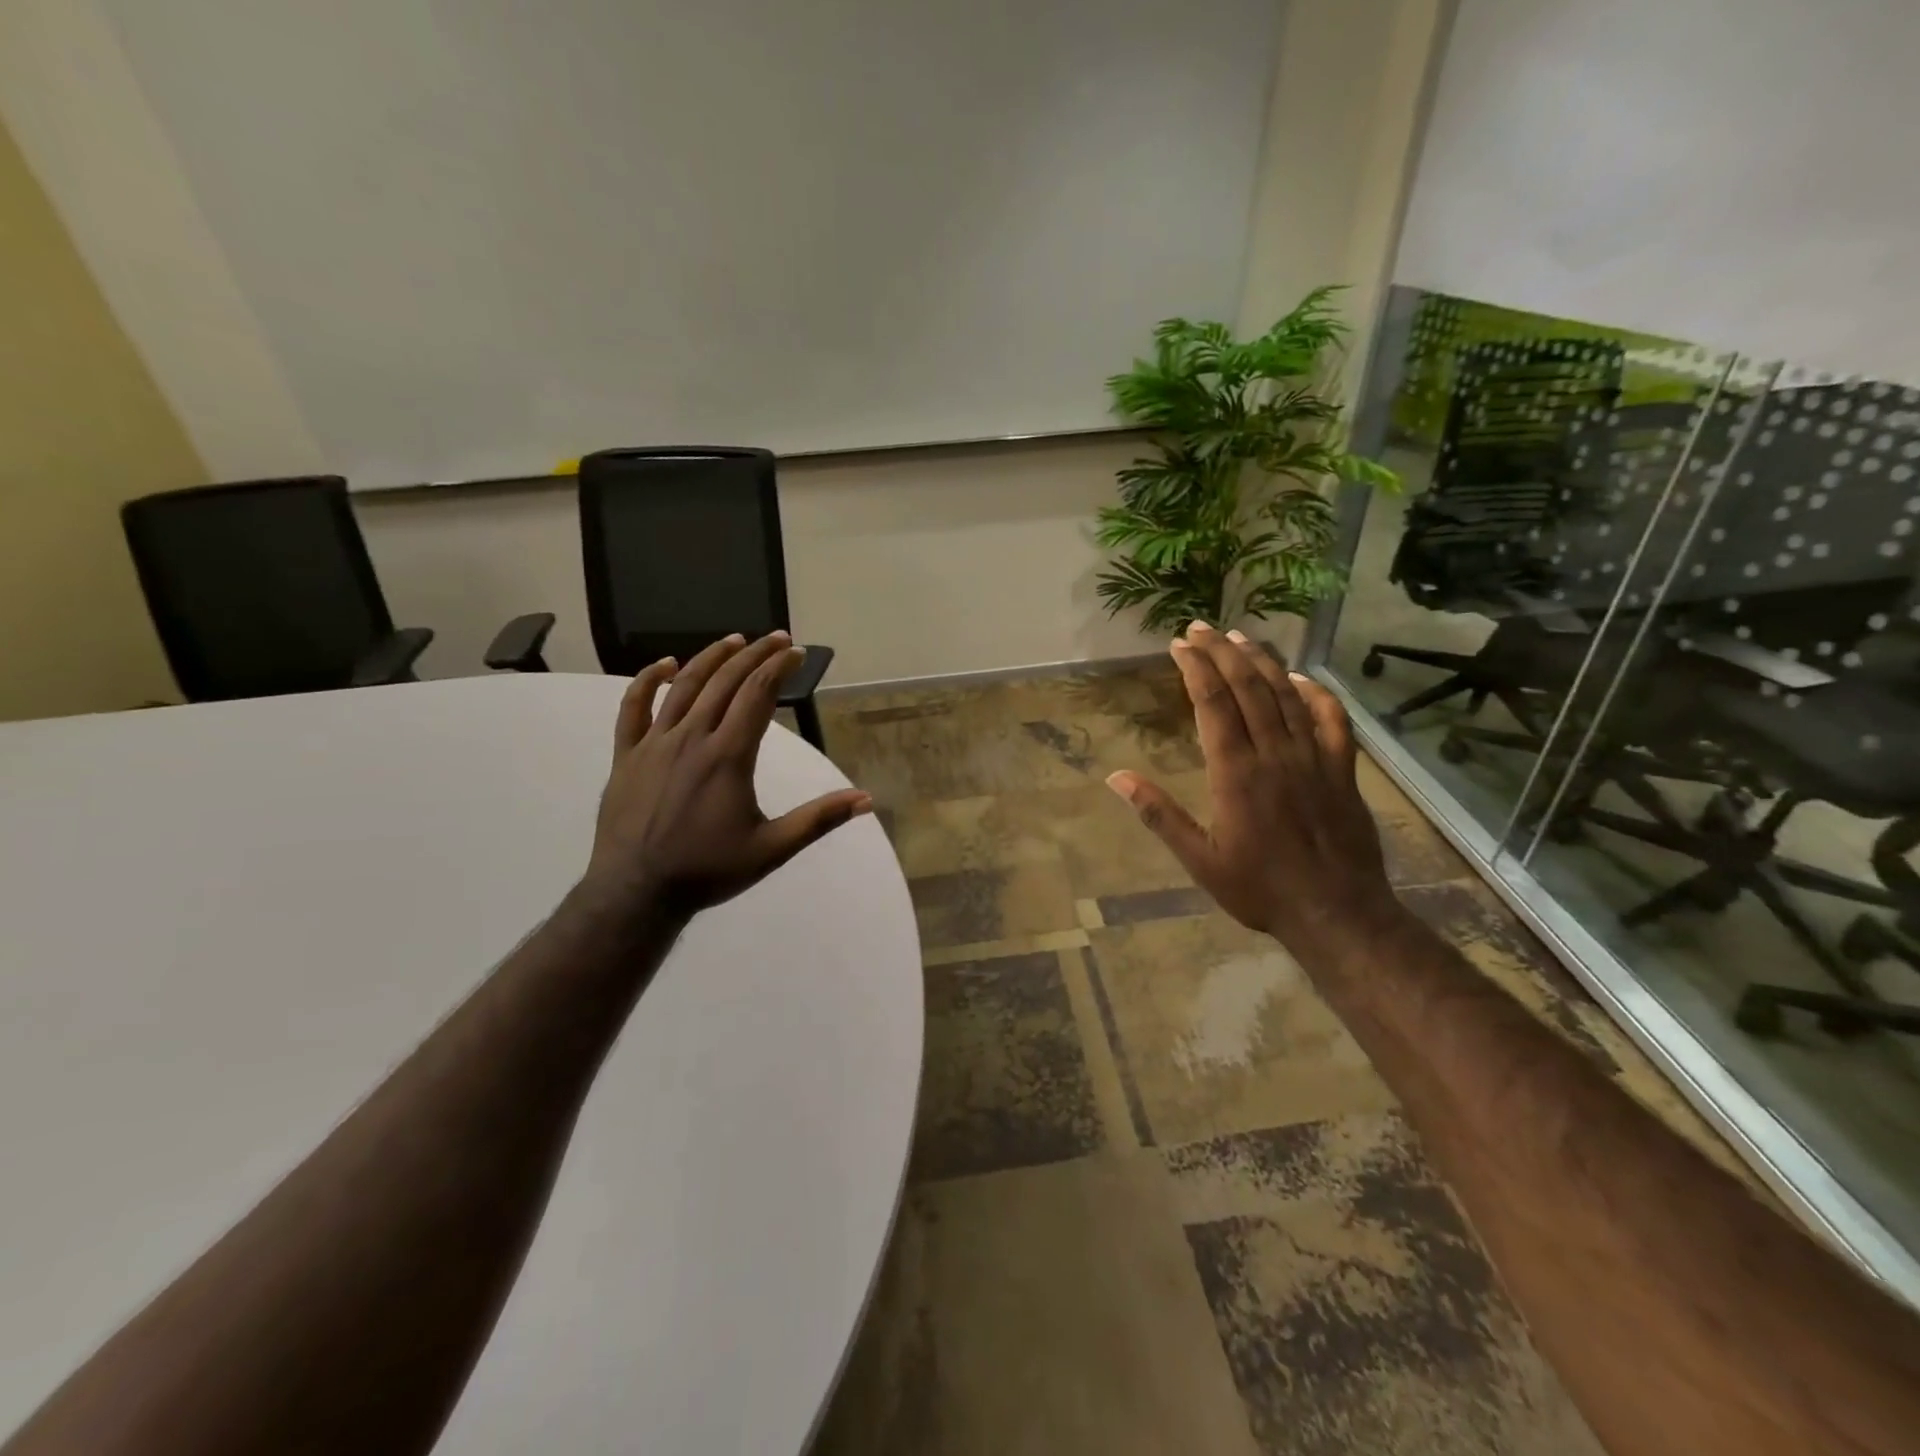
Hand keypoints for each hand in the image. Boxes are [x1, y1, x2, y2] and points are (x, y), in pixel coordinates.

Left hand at [582, 632, 871, 921]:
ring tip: (734, 639)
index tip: (798, 653)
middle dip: (755, 654)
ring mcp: (655, 743)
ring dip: (711, 658)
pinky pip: (633, 708)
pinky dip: (647, 681)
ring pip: (684, 686)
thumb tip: (866, 799)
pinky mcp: (626, 755)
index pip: (758, 694)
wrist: (636, 892)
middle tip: (776, 638)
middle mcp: (692, 738)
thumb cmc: (707, 870)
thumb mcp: (772, 849)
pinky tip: (663, 665)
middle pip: (726, 681)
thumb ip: (818, 819)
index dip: (780, 668)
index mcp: (728, 755)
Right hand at [1107, 622, 1401, 962]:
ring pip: (1286, 695)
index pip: (1212, 704)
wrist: (1336, 913)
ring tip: (1240, 637)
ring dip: (1262, 662)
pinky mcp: (1342, 770)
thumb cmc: (1260, 888)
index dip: (1195, 668)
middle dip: (1222, 652)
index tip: (1179, 644)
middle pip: (1248, 688)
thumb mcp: (1198, 859)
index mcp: (1235, 772)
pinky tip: (1301, 678)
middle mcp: (1274, 753)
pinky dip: (1317, 694)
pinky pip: (1332, 720)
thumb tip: (1115, 777)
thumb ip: (1158, 814)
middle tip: (1201, 627)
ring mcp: (1313, 758)